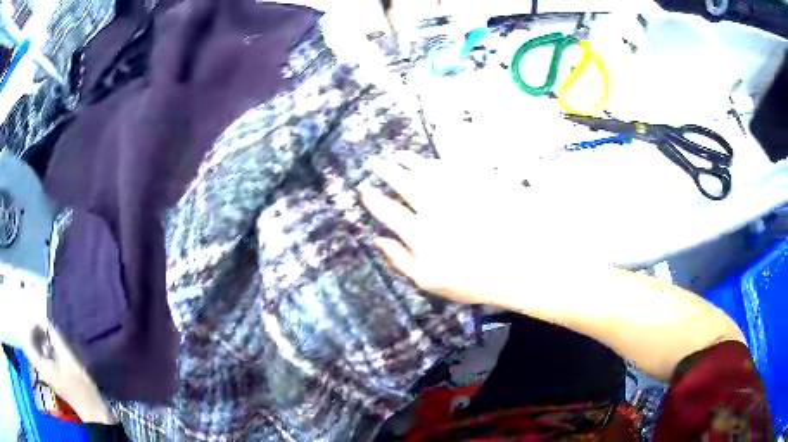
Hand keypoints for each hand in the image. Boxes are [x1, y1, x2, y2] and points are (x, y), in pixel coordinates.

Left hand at [24, 326, 116, 424]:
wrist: (91, 409)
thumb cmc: (80, 386)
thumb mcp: (69, 359)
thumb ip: (56, 338)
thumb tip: (47, 321)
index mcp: (42, 366)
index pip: (28, 339)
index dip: (31, 326)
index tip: (41, 321)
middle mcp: (41, 367)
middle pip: (31, 342)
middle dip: (36, 330)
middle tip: (45, 324)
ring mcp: (45, 371)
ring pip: (36, 347)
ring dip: (40, 337)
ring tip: (49, 333)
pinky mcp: (50, 373)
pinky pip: (41, 353)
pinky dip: (44, 345)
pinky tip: (53, 345)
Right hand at [360, 153, 580, 308]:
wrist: (518, 266)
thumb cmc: (471, 280)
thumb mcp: (428, 281)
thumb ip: (399, 259)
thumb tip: (377, 239)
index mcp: (419, 231)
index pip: (388, 210)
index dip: (373, 199)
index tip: (363, 189)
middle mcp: (432, 206)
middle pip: (403, 183)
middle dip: (386, 172)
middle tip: (377, 163)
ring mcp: (455, 192)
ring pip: (425, 169)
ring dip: (408, 160)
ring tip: (398, 155)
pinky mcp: (476, 184)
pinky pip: (451, 167)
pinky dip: (436, 161)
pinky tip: (431, 160)